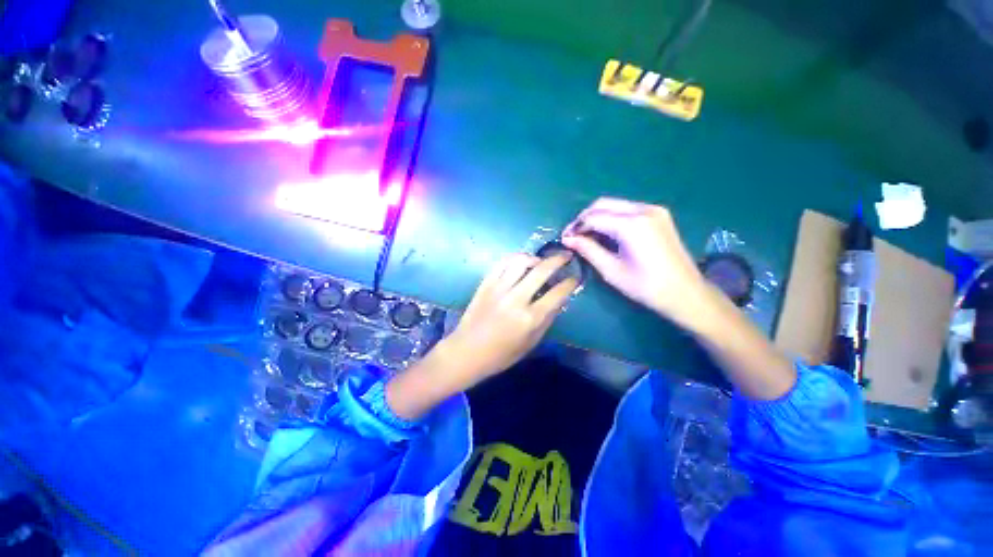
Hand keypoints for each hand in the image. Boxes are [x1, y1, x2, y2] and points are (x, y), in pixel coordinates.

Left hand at [386, 253, 577, 419]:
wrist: (467, 351)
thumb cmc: (501, 354)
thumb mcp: (530, 343)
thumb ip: (547, 320)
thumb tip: (558, 300)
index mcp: (530, 318)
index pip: (557, 293)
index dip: (570, 283)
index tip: (575, 278)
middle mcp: (516, 299)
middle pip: (542, 270)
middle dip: (558, 260)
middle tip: (565, 256)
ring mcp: (499, 288)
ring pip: (520, 261)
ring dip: (535, 257)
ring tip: (540, 261)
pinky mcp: (485, 284)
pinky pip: (502, 263)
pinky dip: (514, 258)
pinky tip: (520, 262)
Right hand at [562, 197, 706, 324]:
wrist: (686, 293)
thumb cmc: (646, 286)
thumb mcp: (611, 270)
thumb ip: (588, 250)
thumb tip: (567, 239)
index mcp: (632, 224)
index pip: (594, 217)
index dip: (576, 227)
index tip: (564, 238)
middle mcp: (643, 210)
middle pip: (603, 204)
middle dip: (585, 218)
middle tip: (574, 235)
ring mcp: (654, 210)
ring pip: (615, 204)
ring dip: (598, 216)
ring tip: (587, 235)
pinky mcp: (659, 215)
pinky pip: (628, 209)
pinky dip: (612, 217)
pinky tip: (606, 233)